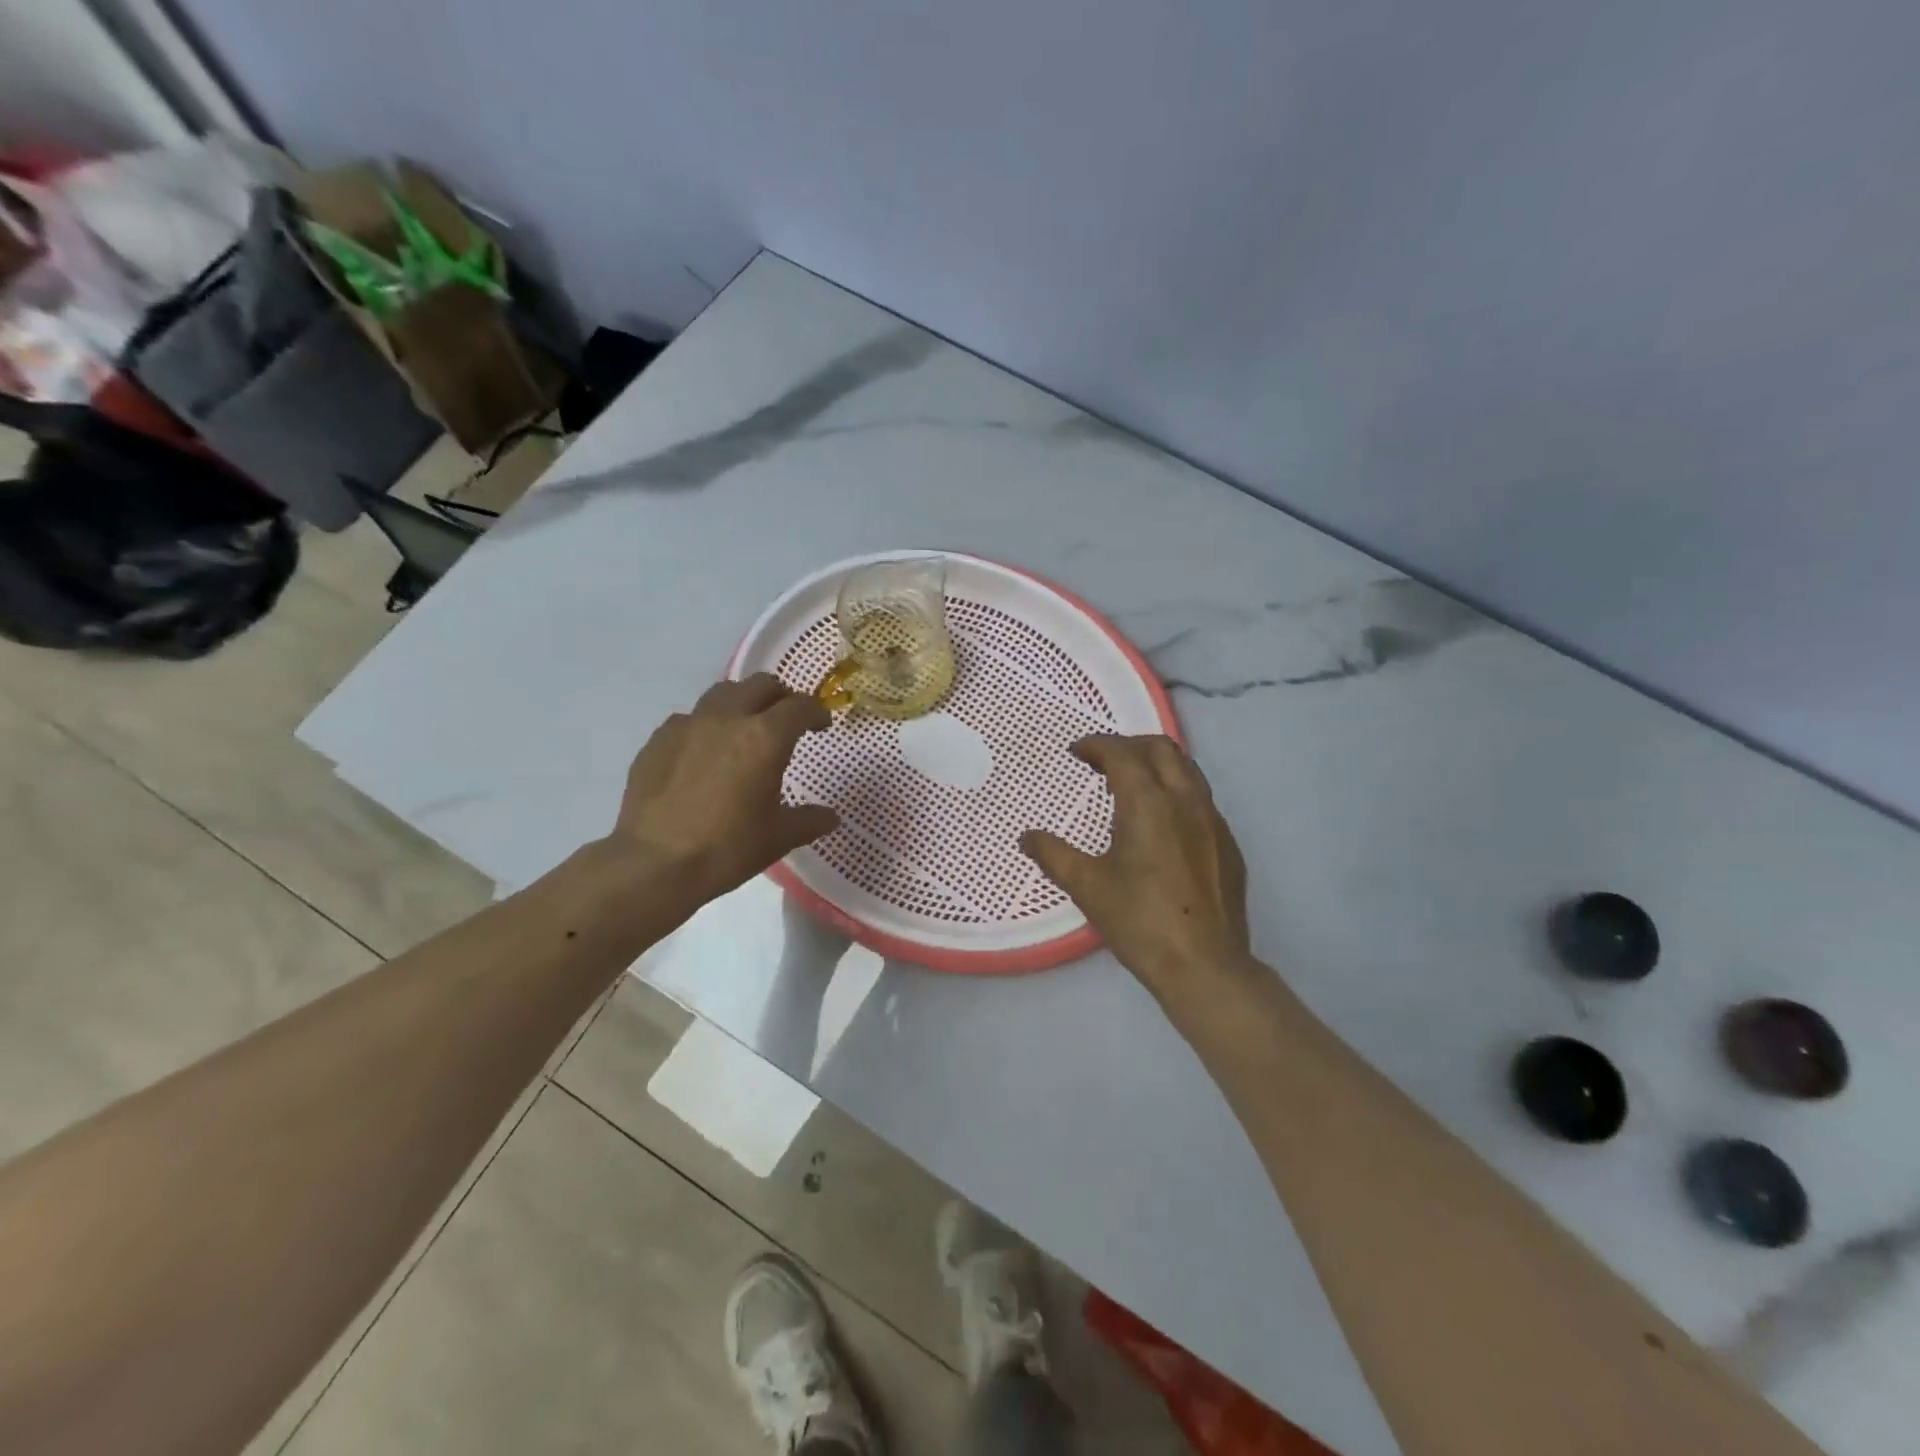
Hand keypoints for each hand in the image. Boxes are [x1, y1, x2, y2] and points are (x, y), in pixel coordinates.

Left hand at [605, 674, 838, 910]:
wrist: (654, 864)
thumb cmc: (727, 848)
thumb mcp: (779, 837)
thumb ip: (810, 820)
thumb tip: (831, 817)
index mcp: (765, 738)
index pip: (800, 706)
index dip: (816, 712)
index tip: (821, 725)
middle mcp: (728, 719)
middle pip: (761, 685)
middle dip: (780, 696)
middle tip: (786, 720)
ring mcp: (688, 725)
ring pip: (722, 693)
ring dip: (742, 702)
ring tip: (744, 728)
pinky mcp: (658, 740)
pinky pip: (689, 719)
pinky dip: (706, 726)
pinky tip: (704, 754)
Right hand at [1021, 735, 1253, 1008]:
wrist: (1204, 965)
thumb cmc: (1139, 921)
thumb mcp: (1087, 886)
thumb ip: (1053, 855)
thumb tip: (1027, 837)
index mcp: (1148, 803)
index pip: (1123, 753)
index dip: (1097, 745)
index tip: (1077, 752)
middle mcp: (1185, 800)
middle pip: (1161, 748)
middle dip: (1129, 745)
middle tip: (1103, 761)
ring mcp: (1213, 821)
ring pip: (1187, 770)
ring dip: (1157, 764)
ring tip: (1132, 784)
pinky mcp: (1228, 843)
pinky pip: (1201, 799)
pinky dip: (1176, 792)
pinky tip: (1161, 823)